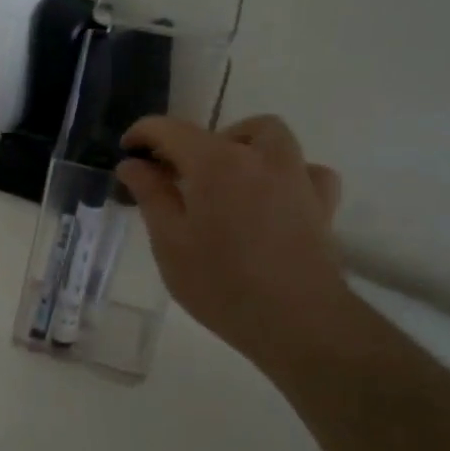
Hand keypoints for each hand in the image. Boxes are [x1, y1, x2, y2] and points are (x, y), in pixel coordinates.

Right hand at [117, 114, 351, 372]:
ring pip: (270, 138)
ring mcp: (296, 177)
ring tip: (223, 181)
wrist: (297, 321)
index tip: (127, 151)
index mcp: (215, 162)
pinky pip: (304, 171)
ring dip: (242, 147)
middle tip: (175, 176)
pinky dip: (284, 174)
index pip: (170, 130)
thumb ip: (150, 195)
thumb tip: (132, 163)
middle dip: (194, 142)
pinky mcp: (322, 204)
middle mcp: (259, 157)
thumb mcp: (169, 241)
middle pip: (223, 130)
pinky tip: (270, 198)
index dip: (143, 134)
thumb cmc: (220, 283)